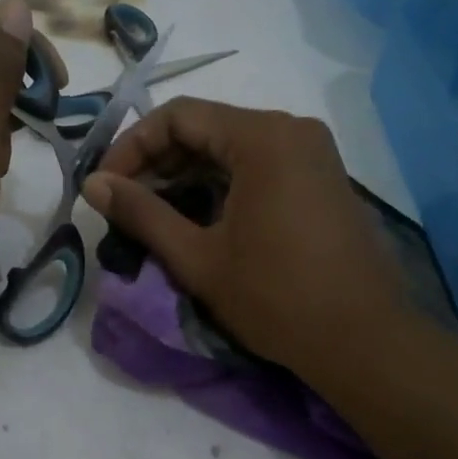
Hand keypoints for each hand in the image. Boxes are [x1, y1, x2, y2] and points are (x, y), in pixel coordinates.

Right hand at [81, 98, 411, 377]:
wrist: (364, 341)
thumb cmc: (276, 298)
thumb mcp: (198, 257)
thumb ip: (141, 213)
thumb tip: (93, 184)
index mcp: (263, 137)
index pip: (178, 116)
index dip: (131, 146)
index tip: (106, 186)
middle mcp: (292, 130)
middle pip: (206, 128)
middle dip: (158, 162)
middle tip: (124, 204)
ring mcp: (313, 154)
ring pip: (232, 148)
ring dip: (187, 175)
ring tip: (153, 215)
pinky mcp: (322, 179)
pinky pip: (259, 165)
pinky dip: (221, 184)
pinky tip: (198, 218)